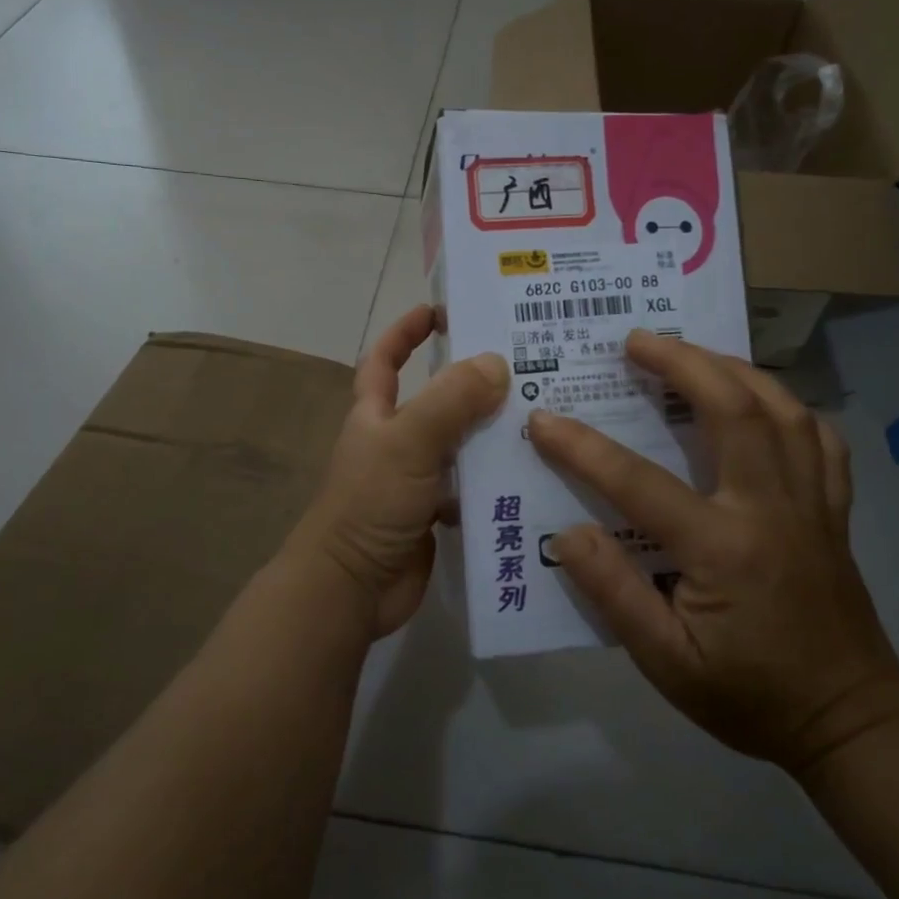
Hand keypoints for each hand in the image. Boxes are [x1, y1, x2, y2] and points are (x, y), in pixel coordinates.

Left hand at [289, 305, 508, 638]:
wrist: (351, 588)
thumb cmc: (370, 504)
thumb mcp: (408, 442)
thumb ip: (450, 402)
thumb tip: (497, 363)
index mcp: (376, 415)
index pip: (385, 360)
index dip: (405, 331)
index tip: (440, 311)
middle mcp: (396, 442)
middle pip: (438, 401)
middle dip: (475, 384)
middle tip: (528, 366)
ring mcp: (416, 481)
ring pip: (462, 446)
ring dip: (494, 435)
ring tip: (547, 418)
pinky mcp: (436, 516)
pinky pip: (473, 488)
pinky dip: (498, 482)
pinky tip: (536, 475)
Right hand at [526, 329, 898, 773]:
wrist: (851, 724)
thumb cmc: (750, 697)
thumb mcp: (666, 663)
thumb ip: (615, 595)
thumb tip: (568, 533)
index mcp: (723, 548)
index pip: (639, 482)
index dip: (583, 448)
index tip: (543, 420)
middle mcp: (771, 509)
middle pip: (732, 409)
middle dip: (681, 362)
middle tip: (637, 339)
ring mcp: (811, 505)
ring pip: (782, 410)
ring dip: (735, 370)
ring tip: (694, 354)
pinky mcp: (834, 512)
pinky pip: (821, 440)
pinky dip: (789, 408)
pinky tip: (763, 403)